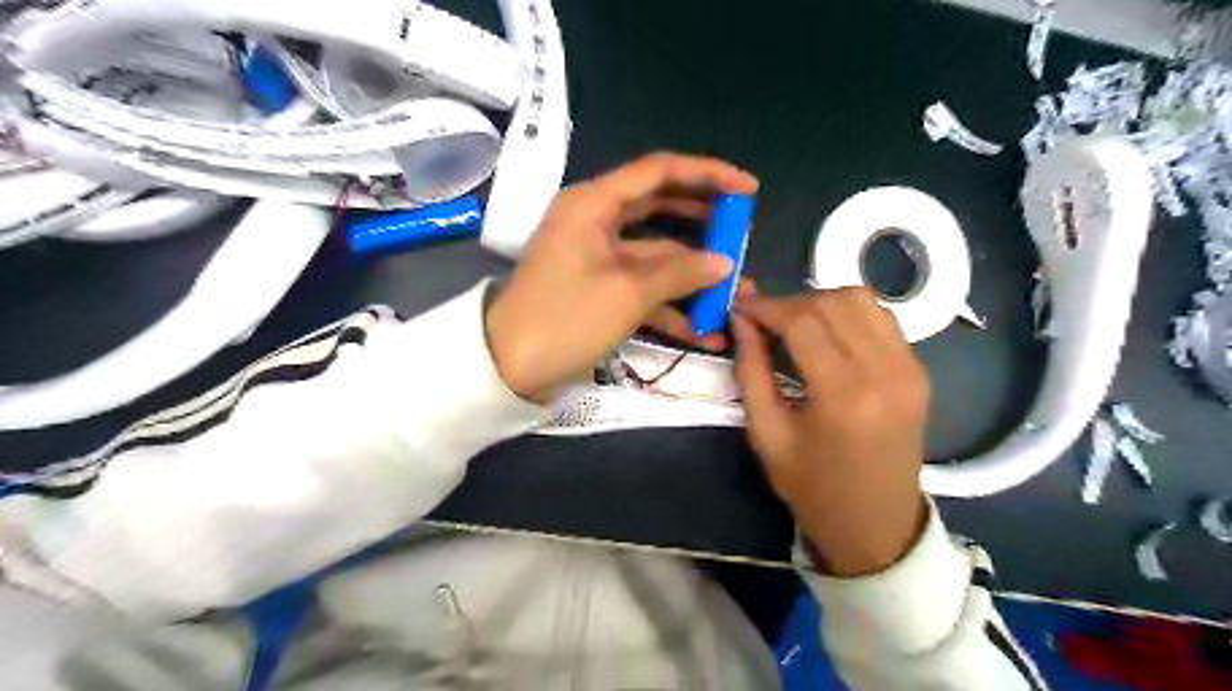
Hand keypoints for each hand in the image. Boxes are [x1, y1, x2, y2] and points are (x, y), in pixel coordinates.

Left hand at [483, 154, 756, 402]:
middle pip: (660, 209)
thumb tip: (724, 263)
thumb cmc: (565, 319)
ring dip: (692, 273)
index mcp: (593, 203)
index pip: (659, 171)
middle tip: (742, 234)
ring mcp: (597, 257)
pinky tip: (705, 331)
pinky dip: (671, 305)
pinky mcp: (598, 289)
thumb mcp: (627, 293)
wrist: (509, 368)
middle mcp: (595, 221)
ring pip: (655, 253)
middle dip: (704, 223)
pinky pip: (642, 285)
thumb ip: (680, 272)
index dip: (708, 175)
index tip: (749, 191)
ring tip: (736, 290)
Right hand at [728, 287, 924, 576]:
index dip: (767, 307)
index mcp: (844, 395)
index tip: (740, 308)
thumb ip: (750, 370)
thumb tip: (741, 319)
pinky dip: (847, 314)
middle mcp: (885, 371)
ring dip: (821, 302)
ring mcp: (910, 368)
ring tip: (793, 326)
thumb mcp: (766, 435)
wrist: (877, 526)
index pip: (803, 321)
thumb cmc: (813, 489)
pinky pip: (880, 319)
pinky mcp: (919, 370)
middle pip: (834, 302)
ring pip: (862, 300)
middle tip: (764, 322)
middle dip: (791, 302)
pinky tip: (826, 336)